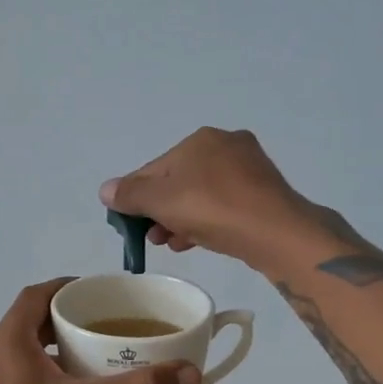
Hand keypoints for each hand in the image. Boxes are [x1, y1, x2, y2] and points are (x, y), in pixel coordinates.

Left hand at [0, 278, 200, 383]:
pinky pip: (21, 379)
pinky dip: (47, 379)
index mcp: (10, 338)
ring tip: (96, 364)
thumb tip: (190, 374)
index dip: (69, 287)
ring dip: (58, 352)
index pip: (39, 293)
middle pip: (34, 321)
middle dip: (70, 321)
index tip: (100, 295)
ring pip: (27, 353)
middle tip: (107, 331)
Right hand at [99, 127, 313, 262]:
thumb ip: (130, 194)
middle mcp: (226, 145)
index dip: (136, 197)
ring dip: (180, 219)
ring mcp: (249, 169)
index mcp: (199, 140)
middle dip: (160, 211)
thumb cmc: (212, 209)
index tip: (129, 225)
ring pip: (201, 195)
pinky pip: (224, 205)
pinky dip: (205, 221)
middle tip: (152, 239)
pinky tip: (196, 241)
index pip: (154, 168)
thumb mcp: (161, 201)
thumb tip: (106, 190)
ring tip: (171, 244)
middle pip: (178, 181)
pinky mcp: (264, 194)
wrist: (276, 232)